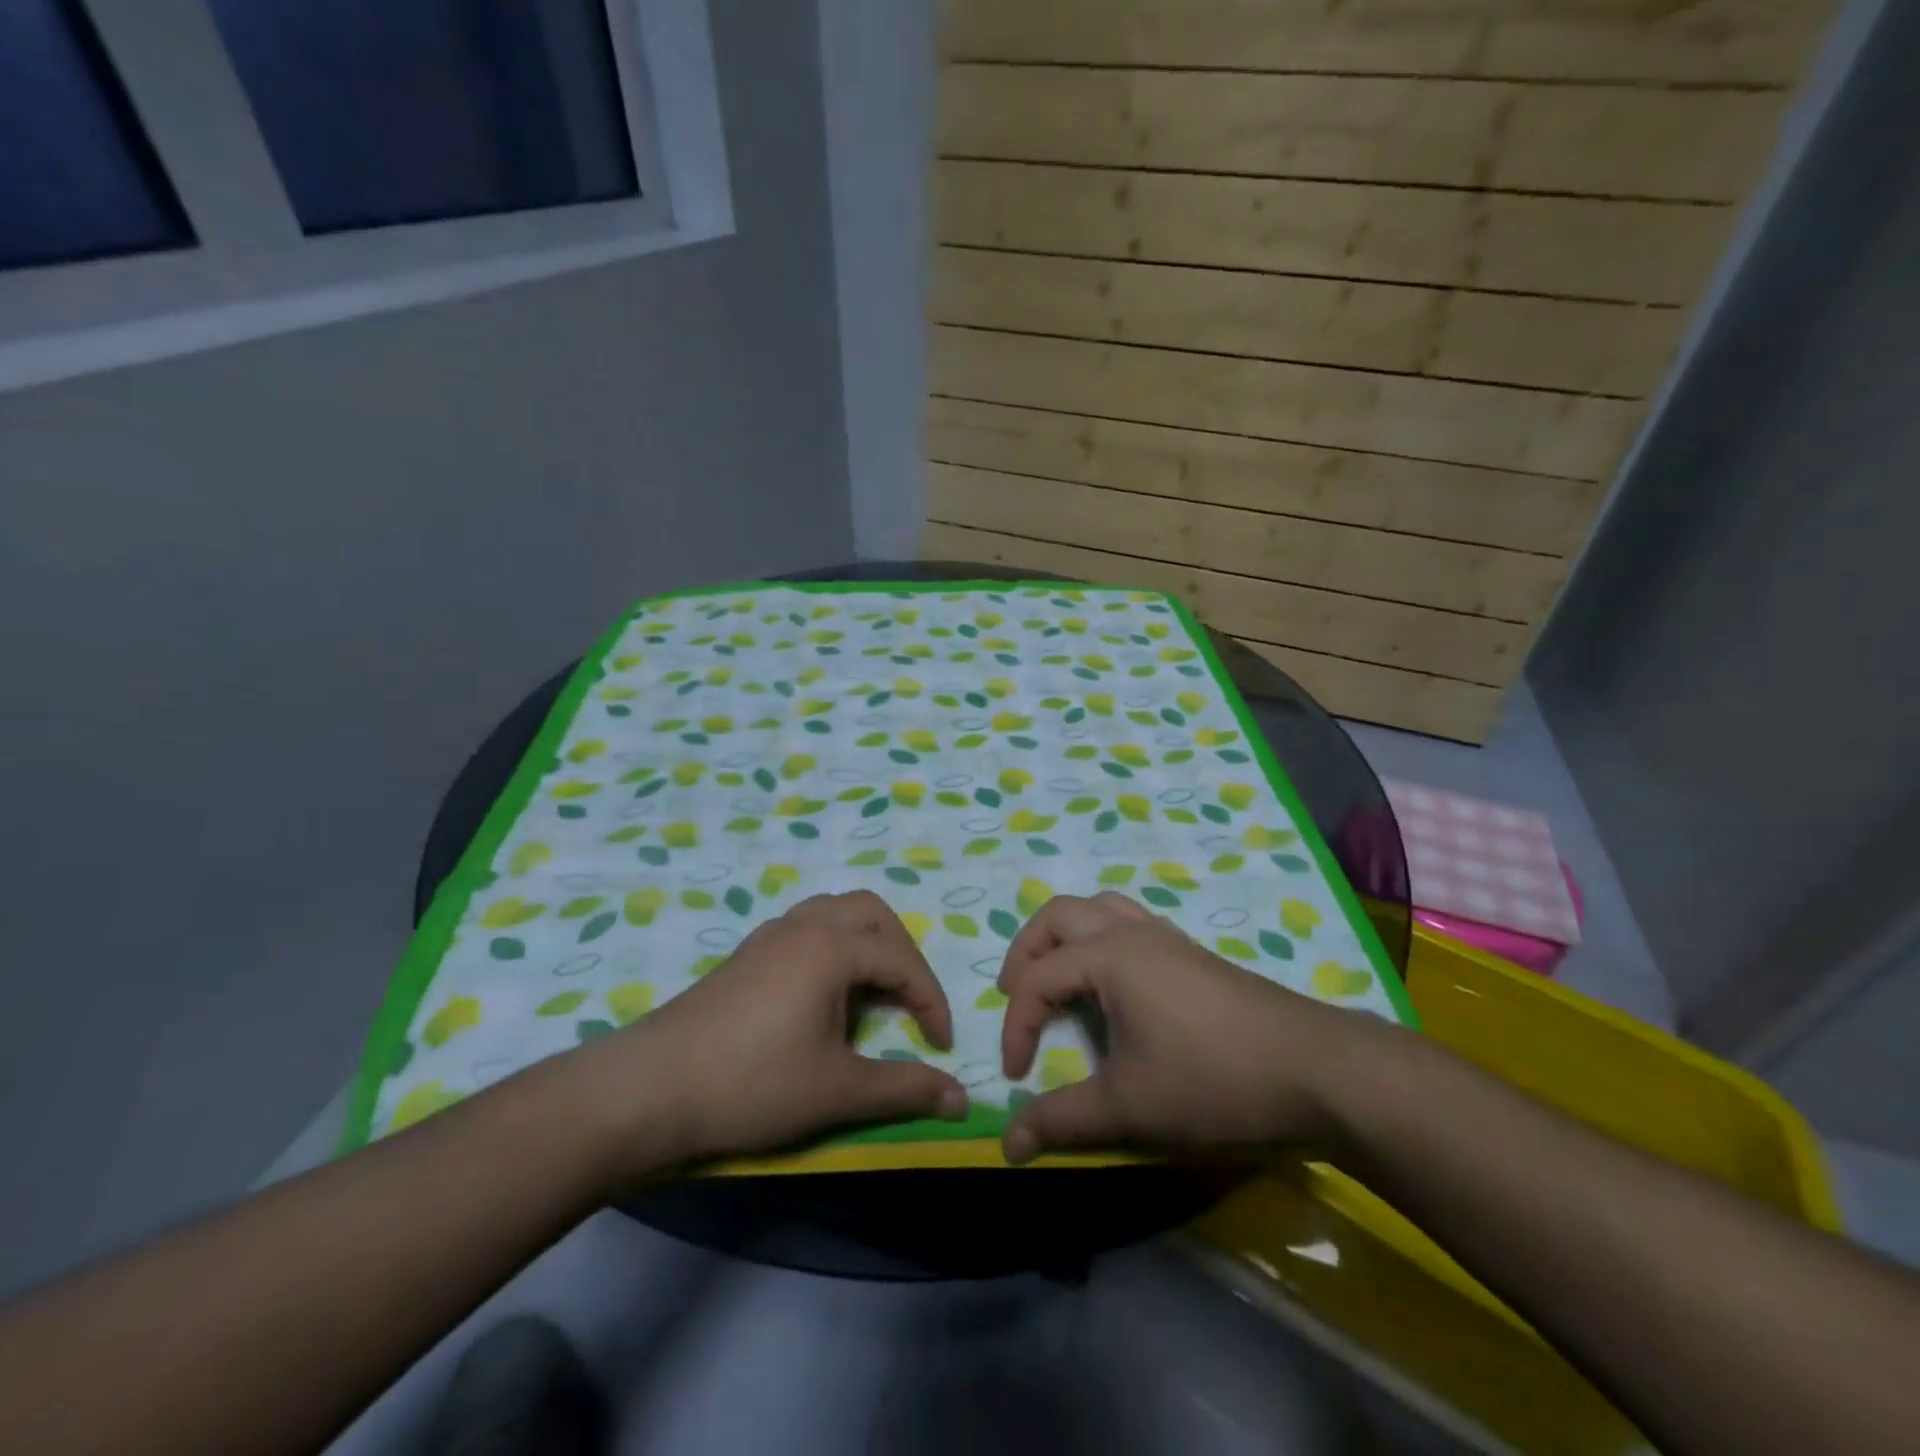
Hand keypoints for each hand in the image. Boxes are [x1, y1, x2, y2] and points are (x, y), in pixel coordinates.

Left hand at [572, 891, 967, 1177]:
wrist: (649, 1089)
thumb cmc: (752, 1084)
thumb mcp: (837, 1090)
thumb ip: (904, 1089)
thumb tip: (961, 1099)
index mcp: (831, 947)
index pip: (902, 960)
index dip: (931, 1001)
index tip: (941, 1046)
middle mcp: (803, 926)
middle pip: (871, 913)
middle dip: (902, 953)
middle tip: (910, 1001)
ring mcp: (769, 935)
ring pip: (835, 912)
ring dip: (866, 942)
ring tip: (872, 990)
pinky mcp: (745, 954)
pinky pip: (806, 927)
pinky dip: (832, 946)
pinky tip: (822, 993)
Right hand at [997, 892, 1389, 1164]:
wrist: (1314, 1069)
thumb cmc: (1212, 1079)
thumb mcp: (1129, 1106)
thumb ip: (1062, 1120)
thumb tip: (1007, 1144)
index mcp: (1108, 956)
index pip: (1038, 979)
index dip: (1016, 1026)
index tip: (1016, 1075)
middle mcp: (1132, 932)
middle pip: (1058, 915)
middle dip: (1026, 951)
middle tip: (1014, 994)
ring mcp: (1166, 937)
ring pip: (1099, 908)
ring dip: (1065, 935)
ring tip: (1057, 977)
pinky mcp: (1192, 951)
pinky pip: (1130, 922)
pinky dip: (1102, 938)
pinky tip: (1114, 983)